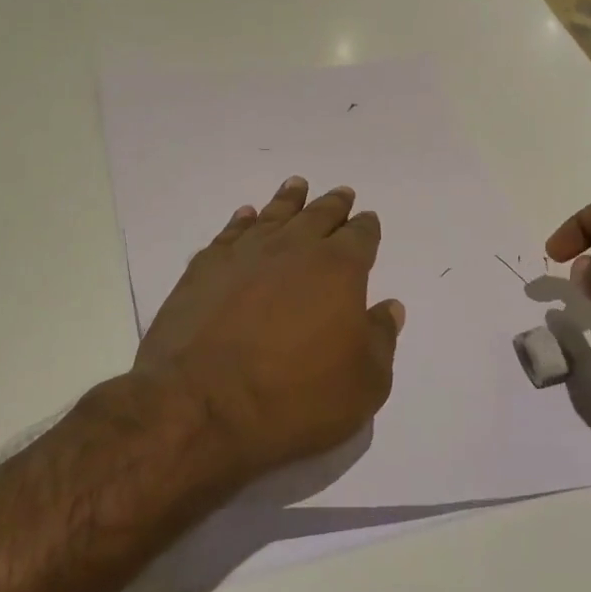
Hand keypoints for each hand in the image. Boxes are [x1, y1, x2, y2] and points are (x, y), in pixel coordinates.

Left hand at [136, 176, 405, 482]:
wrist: (201, 405)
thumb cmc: (295, 399)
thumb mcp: (363, 384)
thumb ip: (381, 339)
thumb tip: (390, 307)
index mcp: (339, 269)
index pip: (360, 236)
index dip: (367, 227)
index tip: (368, 220)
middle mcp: (294, 248)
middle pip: (319, 215)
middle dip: (334, 205)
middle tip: (341, 194)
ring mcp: (245, 253)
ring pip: (274, 214)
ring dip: (289, 200)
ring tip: (297, 186)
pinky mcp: (205, 268)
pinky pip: (230, 232)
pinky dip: (242, 220)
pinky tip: (246, 216)